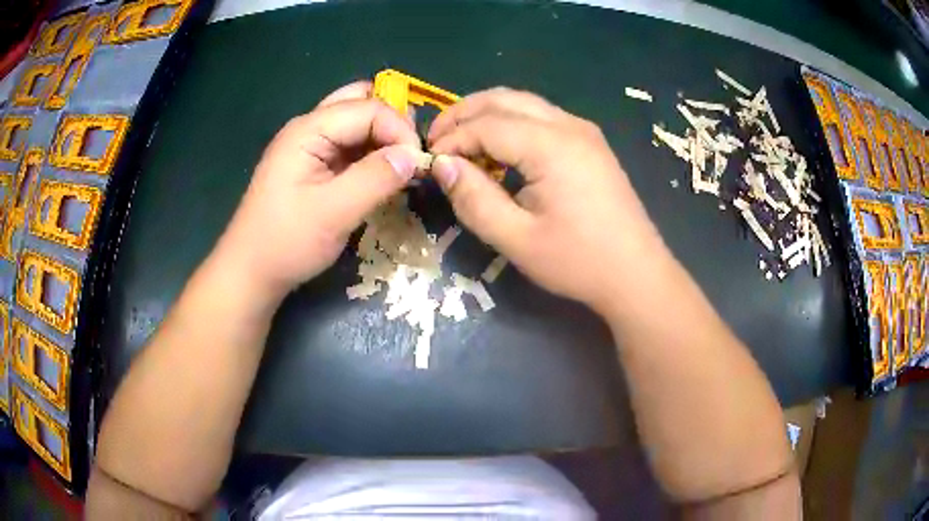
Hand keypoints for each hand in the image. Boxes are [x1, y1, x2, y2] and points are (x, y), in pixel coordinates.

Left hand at [212, 82, 421, 302]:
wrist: (251, 272)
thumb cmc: (286, 242)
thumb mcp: (334, 212)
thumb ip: (376, 178)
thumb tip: (415, 155)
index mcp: (309, 130)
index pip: (368, 108)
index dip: (399, 129)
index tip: (420, 163)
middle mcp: (309, 128)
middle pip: (359, 102)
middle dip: (391, 122)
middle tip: (410, 153)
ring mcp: (310, 146)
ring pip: (356, 122)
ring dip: (382, 137)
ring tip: (402, 165)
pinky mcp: (313, 165)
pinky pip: (349, 146)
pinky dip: (371, 154)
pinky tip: (382, 175)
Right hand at [428, 88, 667, 312]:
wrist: (636, 274)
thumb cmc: (578, 262)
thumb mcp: (517, 240)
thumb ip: (474, 199)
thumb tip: (442, 165)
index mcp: (551, 146)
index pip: (486, 125)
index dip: (452, 139)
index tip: (430, 162)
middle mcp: (569, 125)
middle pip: (504, 99)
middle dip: (463, 114)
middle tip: (438, 140)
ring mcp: (583, 131)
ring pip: (523, 103)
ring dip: (487, 115)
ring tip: (461, 141)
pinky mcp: (590, 142)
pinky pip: (541, 117)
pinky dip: (510, 123)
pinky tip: (499, 149)